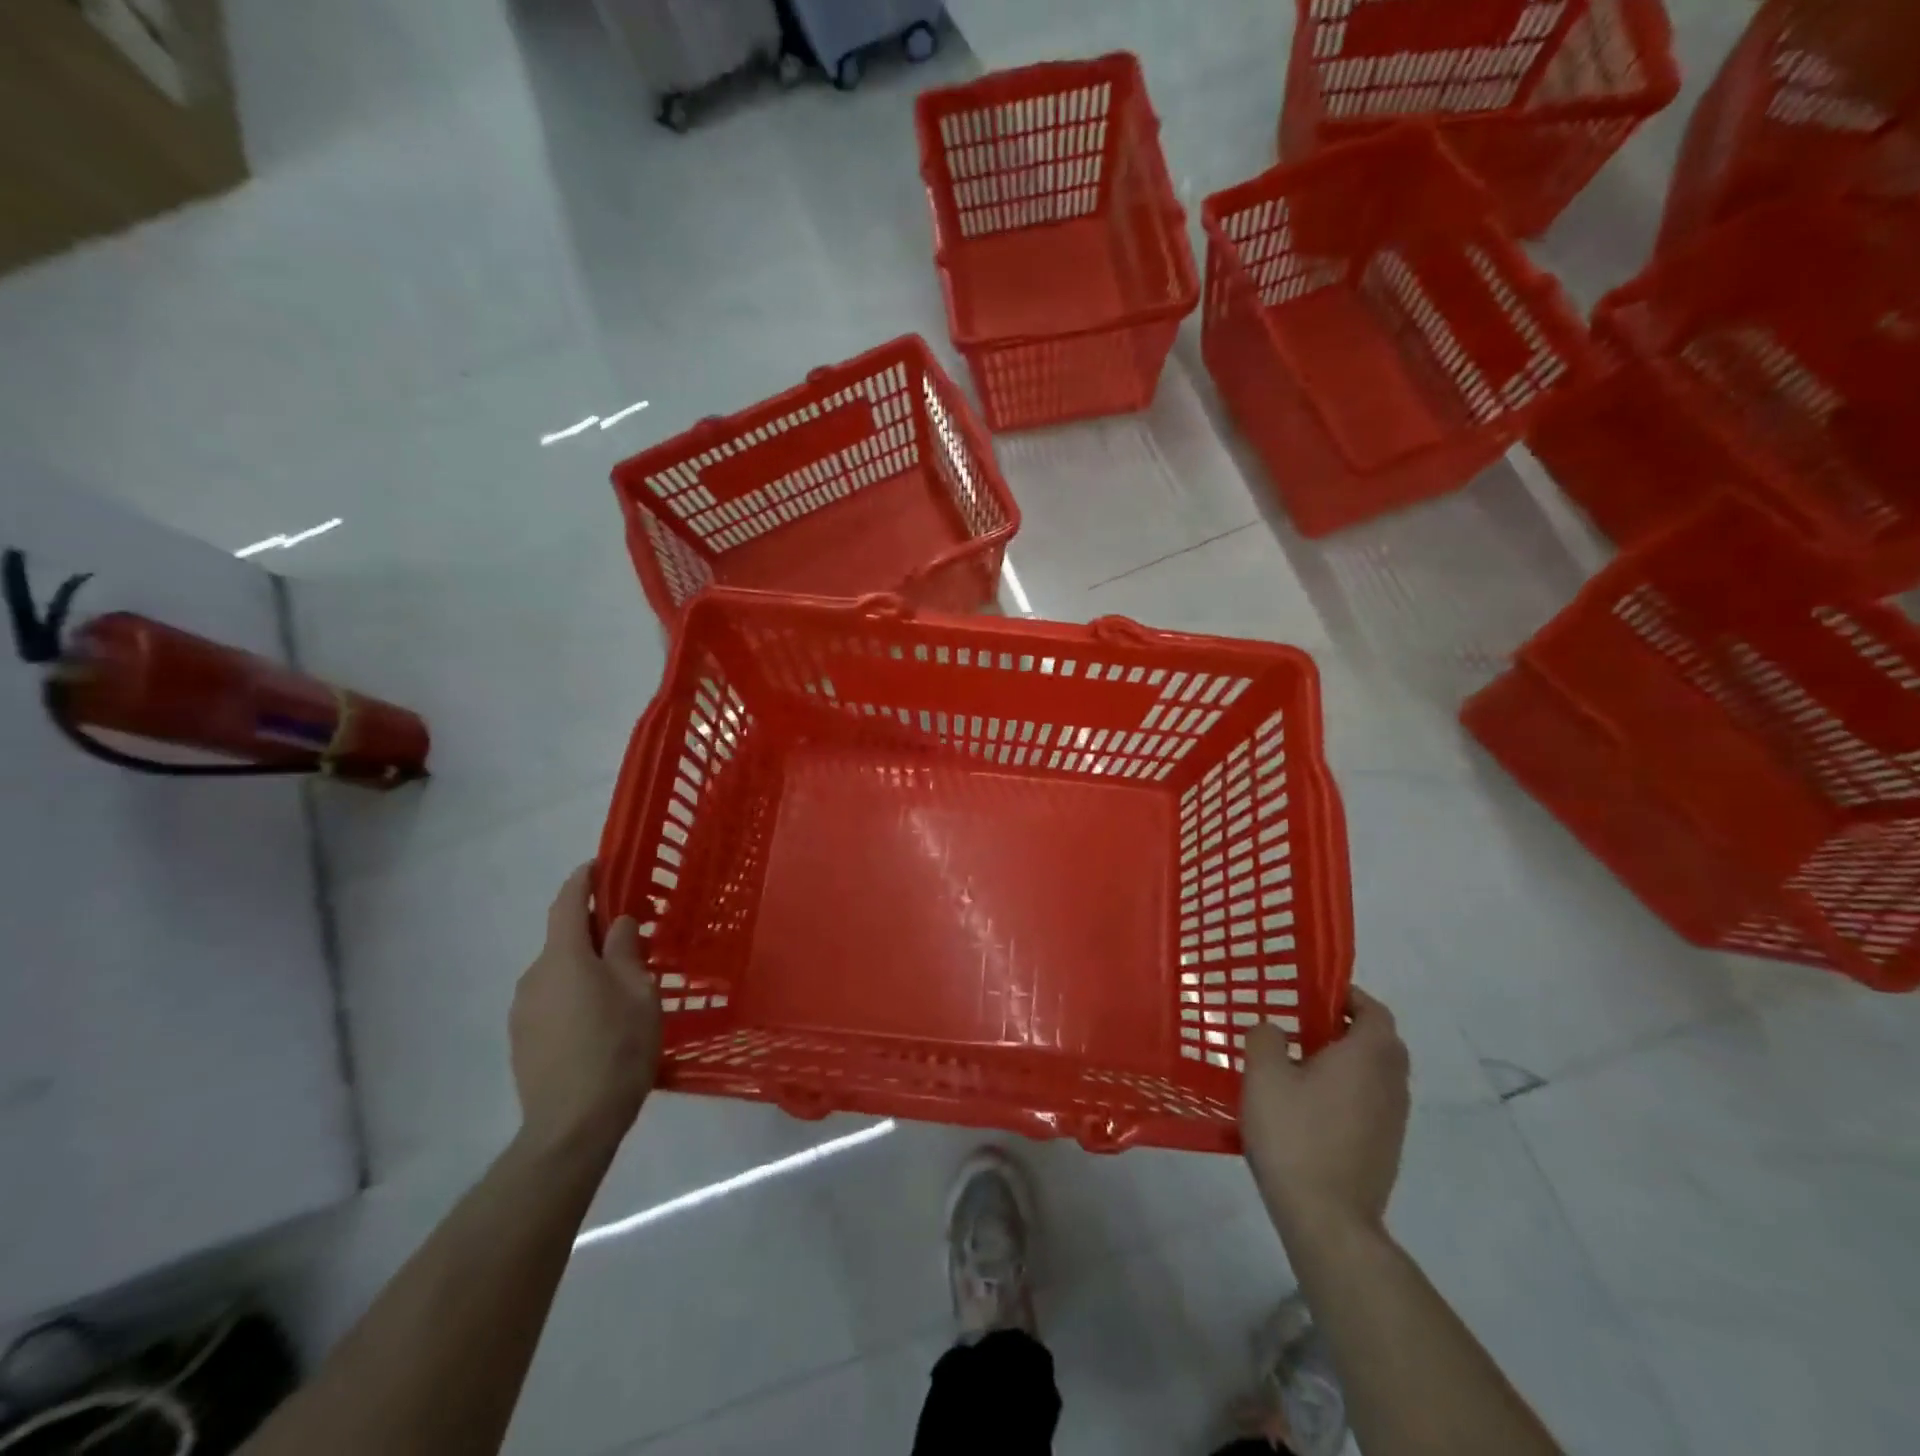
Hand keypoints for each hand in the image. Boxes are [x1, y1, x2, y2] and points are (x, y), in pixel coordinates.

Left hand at [509, 863, 660, 1159]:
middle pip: (563, 939)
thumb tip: (618, 923)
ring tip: (619, 986)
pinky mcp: (522, 1039)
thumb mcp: (639, 992)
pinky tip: (599, 1020)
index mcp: (564, 957)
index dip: (582, 880)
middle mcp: (534, 976)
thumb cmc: (616, 1048)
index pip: (567, 903)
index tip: (598, 864)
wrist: (571, 1126)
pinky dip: (574, 994)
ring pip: (558, 972)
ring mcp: (523, 1010)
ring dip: (585, 967)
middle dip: (593, 931)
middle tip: (630, 938)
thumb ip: (627, 950)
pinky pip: (551, 999)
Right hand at [1240, 987, 1409, 1238]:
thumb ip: (1265, 1038)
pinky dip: (1347, 1091)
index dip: (1348, 996)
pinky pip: (1370, 1102)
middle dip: (1346, 1027)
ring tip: (1300, 1064)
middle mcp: (1391, 1083)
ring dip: (1347, 1061)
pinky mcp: (1385, 1148)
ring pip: (1375, 1074)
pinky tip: (1308, 1106)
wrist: (1328, 1219)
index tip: (1314, 994)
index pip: (1373, 1011)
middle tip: (1303, 1025)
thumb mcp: (1263, 1075)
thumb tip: (1273, 1029)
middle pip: (1379, 1042)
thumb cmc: (1295, 1135)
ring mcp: (1393, 1120)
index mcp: (1368, 1056)